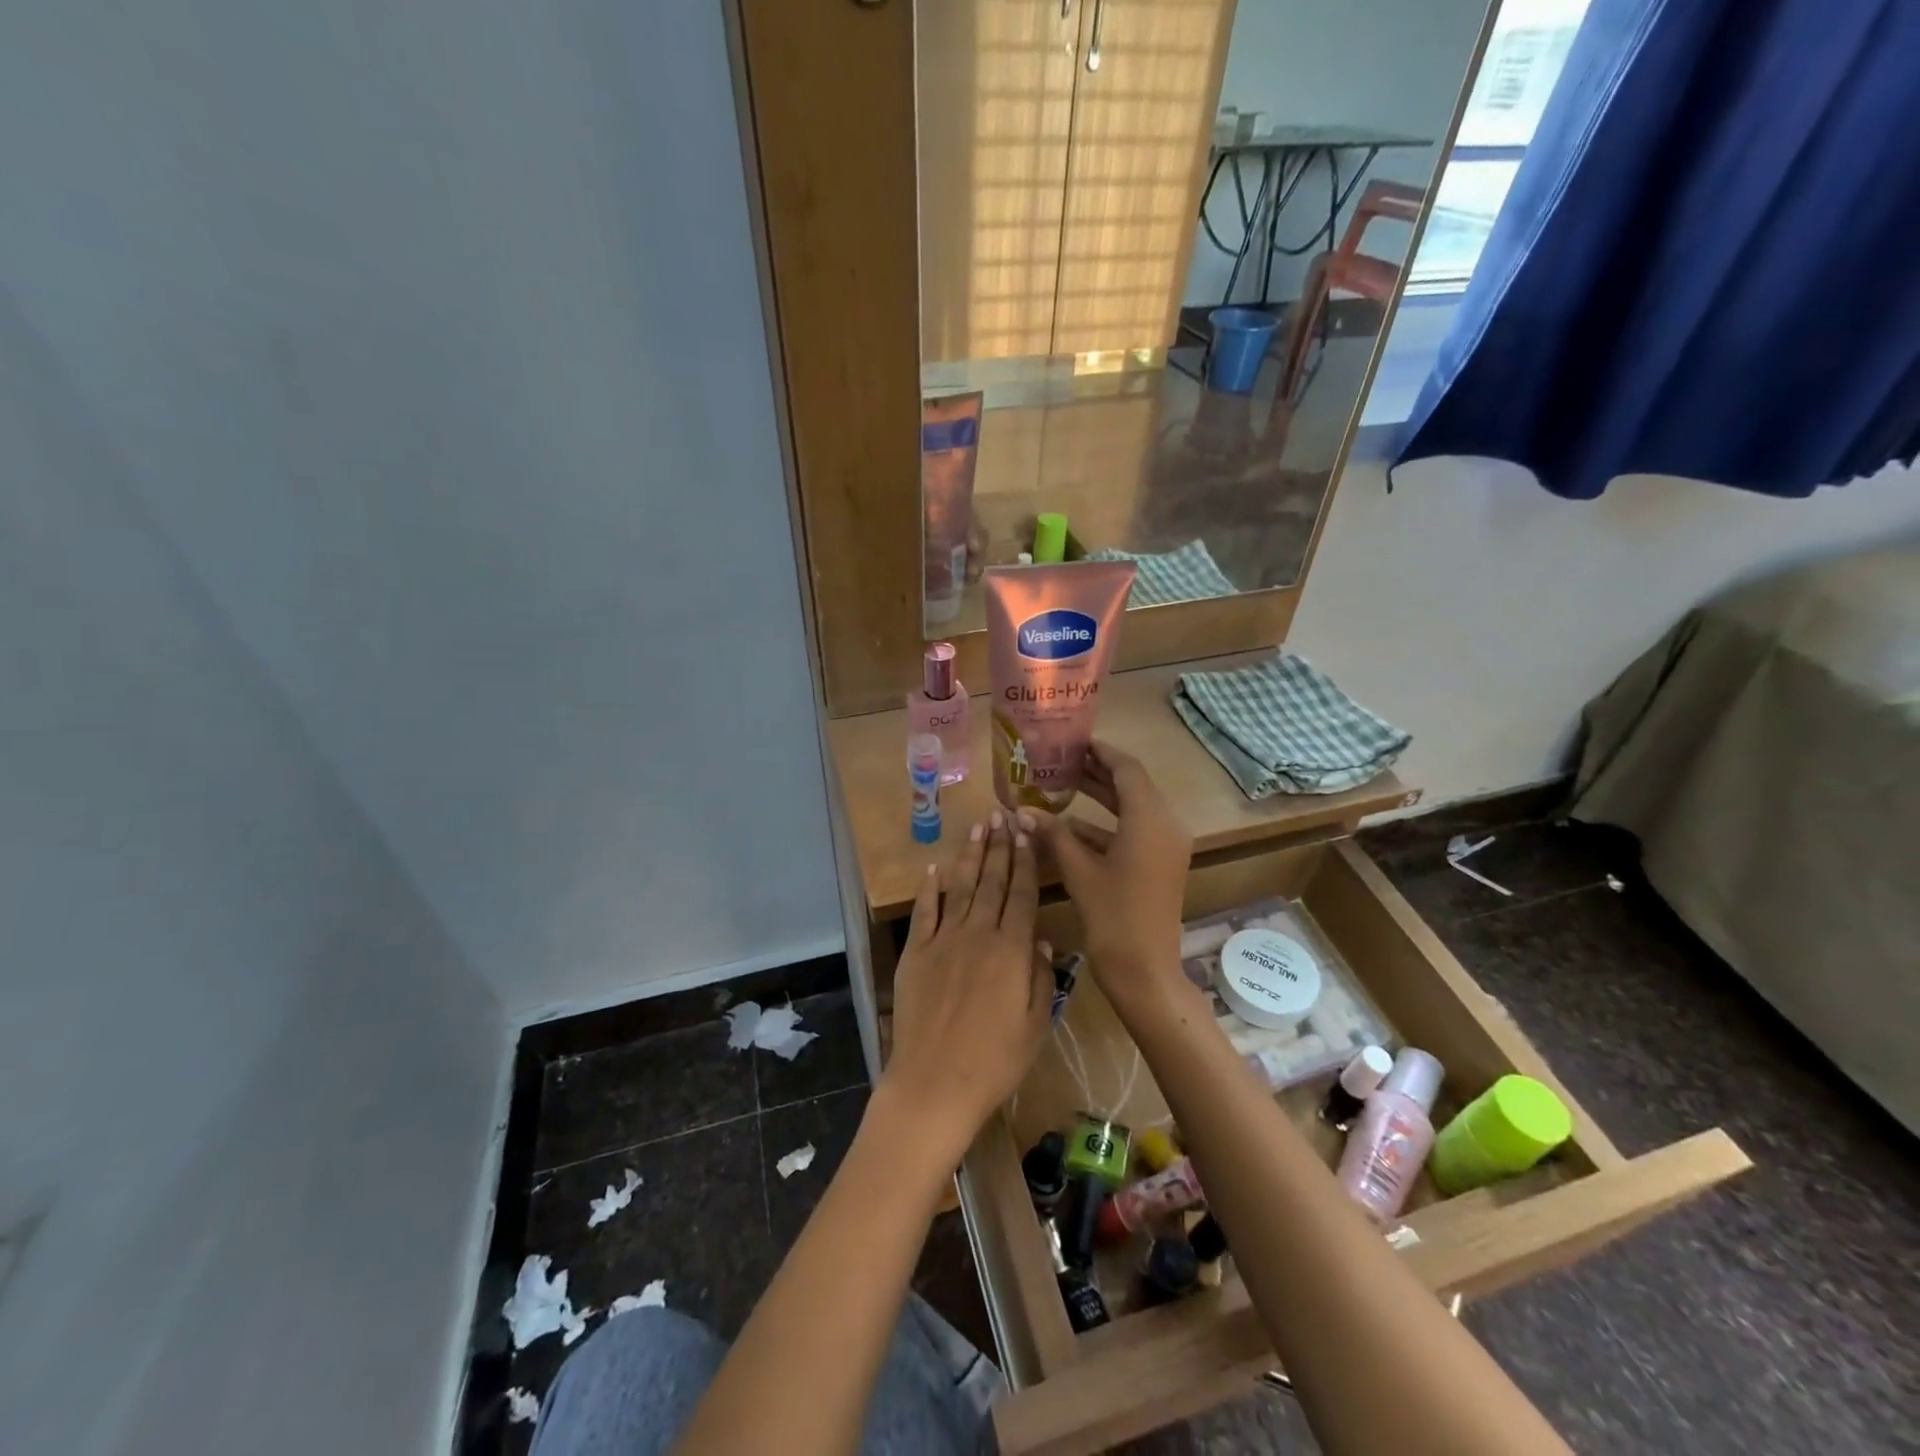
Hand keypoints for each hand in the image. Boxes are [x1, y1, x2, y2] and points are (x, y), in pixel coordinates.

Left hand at [883, 810, 1053, 1162]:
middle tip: (1002, 815)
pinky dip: (929, 888)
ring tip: (978, 828)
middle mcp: (978, 934)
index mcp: (1011, 951)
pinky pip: (924, 912)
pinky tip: (934, 868)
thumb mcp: (1035, 1025)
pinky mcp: (915, 953)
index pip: (1021, 895)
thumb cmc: (994, 1062)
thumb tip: (1042, 940)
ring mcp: (943, 941)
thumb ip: (1041, 978)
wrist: (934, 1083)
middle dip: (1000, 847)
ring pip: (961, 888)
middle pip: (992, 882)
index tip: (1027, 833)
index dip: (1026, 862)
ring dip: (970, 856)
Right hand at [1034, 741, 1191, 1010]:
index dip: (1102, 752)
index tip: (1077, 741)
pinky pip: (1135, 832)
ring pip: (1133, 809)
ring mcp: (1167, 846)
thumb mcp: (1079, 871)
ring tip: (1065, 784)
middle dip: (1099, 773)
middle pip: (1133, 786)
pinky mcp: (1161, 864)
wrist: (1145, 971)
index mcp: (1150, 820)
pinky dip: (1108, 826)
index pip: (1128, 770)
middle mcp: (1166, 825)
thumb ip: (1054, 835)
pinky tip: (1072, 827)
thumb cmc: (1113, 916)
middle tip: (1064, 759)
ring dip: (1102, 798)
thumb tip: (1023, 811)